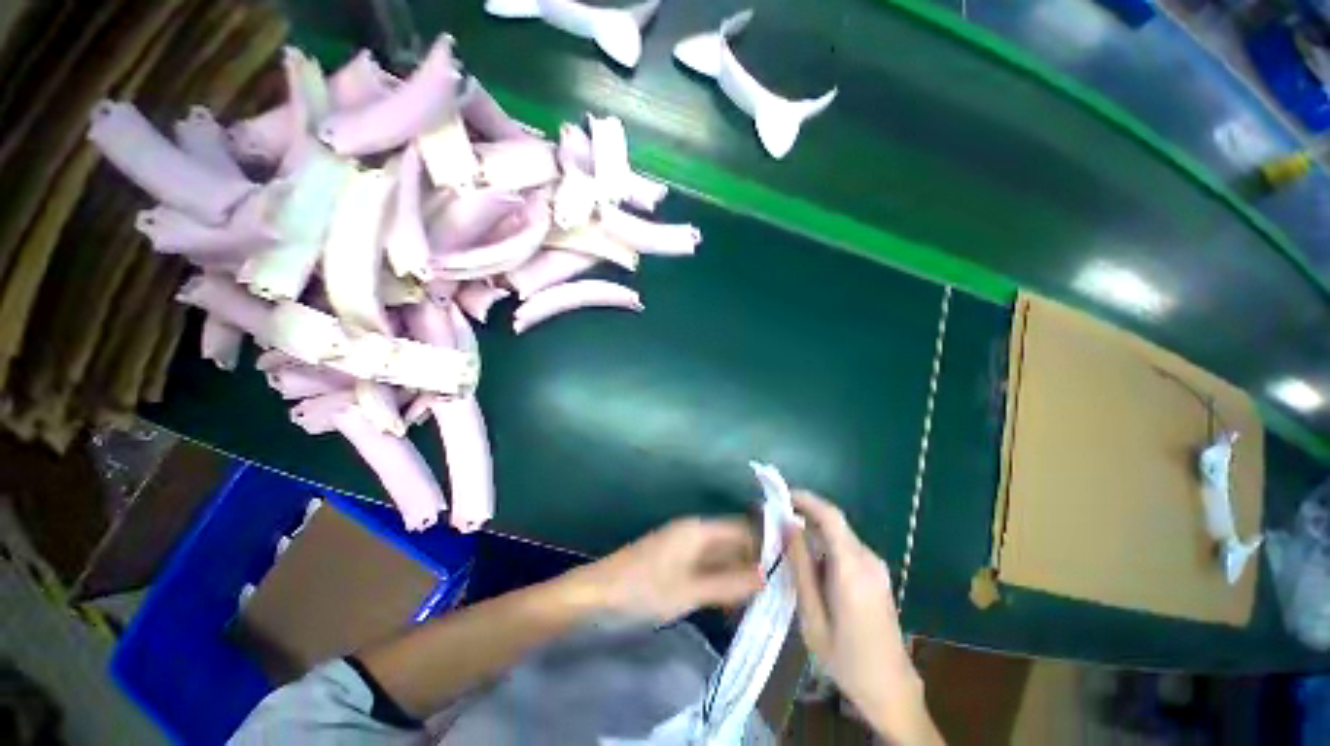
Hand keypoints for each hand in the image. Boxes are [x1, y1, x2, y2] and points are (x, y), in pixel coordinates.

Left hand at [574, 517, 763, 623]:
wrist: (595, 594)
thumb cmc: (643, 589)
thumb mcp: (689, 591)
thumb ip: (728, 583)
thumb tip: (767, 576)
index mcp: (699, 530)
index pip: (742, 529)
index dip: (765, 543)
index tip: (790, 565)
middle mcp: (694, 532)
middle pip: (732, 542)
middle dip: (754, 564)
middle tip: (780, 592)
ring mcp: (683, 546)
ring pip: (720, 557)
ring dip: (738, 576)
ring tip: (761, 604)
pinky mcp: (674, 561)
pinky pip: (706, 567)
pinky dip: (720, 583)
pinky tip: (731, 605)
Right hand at [786, 491, 932, 740]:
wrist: (891, 690)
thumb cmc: (846, 658)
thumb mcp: (812, 616)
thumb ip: (800, 567)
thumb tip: (787, 526)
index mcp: (852, 569)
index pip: (830, 516)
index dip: (805, 499)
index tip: (780, 495)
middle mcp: (868, 560)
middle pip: (834, 523)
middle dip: (804, 515)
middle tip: (774, 521)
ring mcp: (877, 568)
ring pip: (839, 535)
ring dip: (813, 532)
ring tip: (786, 543)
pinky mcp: (877, 575)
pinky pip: (846, 548)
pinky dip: (825, 546)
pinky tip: (809, 565)